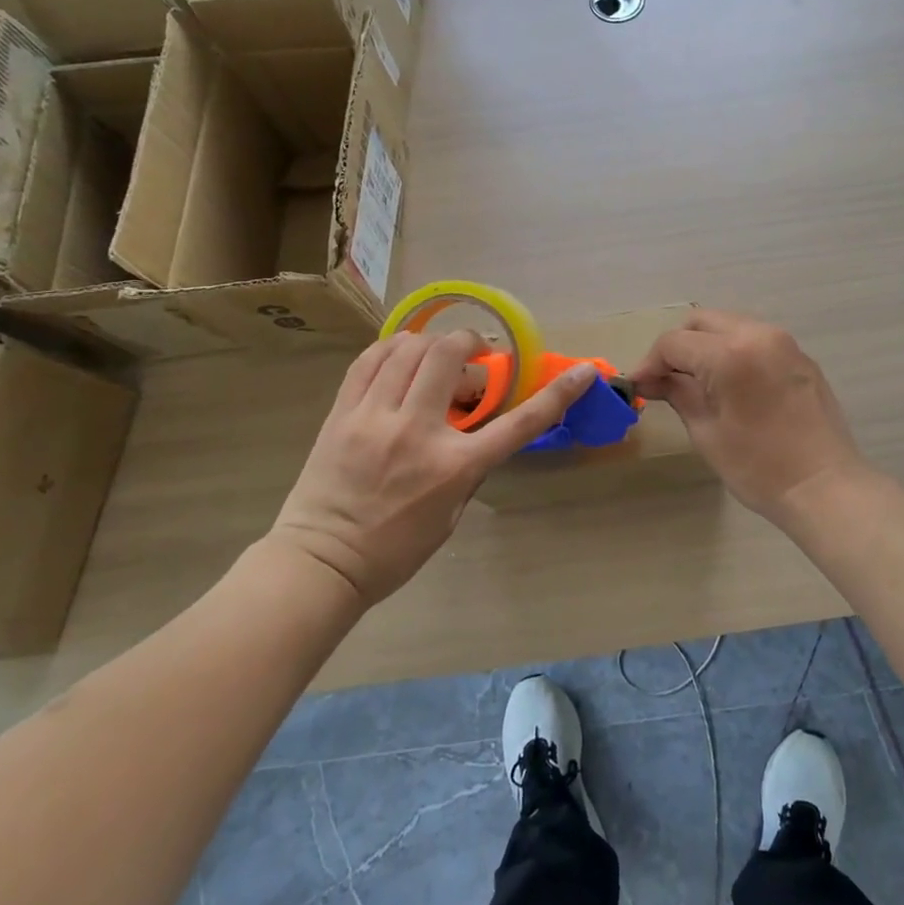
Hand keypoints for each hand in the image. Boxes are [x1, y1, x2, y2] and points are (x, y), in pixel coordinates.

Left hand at [271, 331, 595, 605]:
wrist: (320, 562)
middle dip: (471, 342)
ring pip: (409, 349)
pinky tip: (400, 355)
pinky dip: (392, 347)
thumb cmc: (394, 550)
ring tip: (435, 354)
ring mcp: (375, 417)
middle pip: (451, 357)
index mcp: (454, 467)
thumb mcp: (450, 514)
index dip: (557, 394)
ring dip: (432, 342)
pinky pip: (369, 360)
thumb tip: (474, 428)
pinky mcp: (342, 413)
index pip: (519, 423)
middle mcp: (417, 431)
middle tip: (476, 354)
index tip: (583, 372)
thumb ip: (469, 467)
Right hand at [630, 309, 867, 518]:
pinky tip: (730, 384)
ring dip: (706, 345)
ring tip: (696, 382)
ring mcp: (784, 342)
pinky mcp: (799, 356)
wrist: (825, 486)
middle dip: (677, 346)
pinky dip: (734, 351)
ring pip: (729, 325)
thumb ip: (678, 394)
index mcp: (729, 353)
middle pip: (702, 322)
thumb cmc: (759, 468)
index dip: (650, 363)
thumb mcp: (707, 433)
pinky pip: (755, 339)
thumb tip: (652, 380)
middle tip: (665, 380)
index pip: (674, 342)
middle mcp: (757, 334)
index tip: (639, 387)